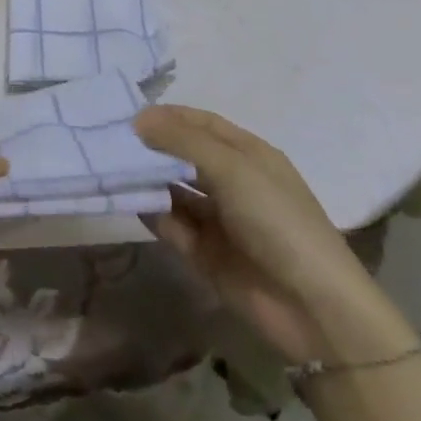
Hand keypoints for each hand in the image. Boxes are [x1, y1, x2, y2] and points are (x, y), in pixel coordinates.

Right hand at [135, 105, 412, 364]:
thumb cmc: (277, 220)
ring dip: (147, 180)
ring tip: (110, 169)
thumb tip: (138, 119)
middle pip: (184, 156)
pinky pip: (171, 225)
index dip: (169, 116)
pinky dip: (151, 213)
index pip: (203, 124)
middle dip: (152, 148)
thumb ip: (183, 141)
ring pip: (173, 191)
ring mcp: (217, 219)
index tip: (130, 114)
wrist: (311, 307)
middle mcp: (231, 182)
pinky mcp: (204, 253)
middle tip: (109, 140)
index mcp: (248, 155)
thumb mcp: (233, 168)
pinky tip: (128, 201)